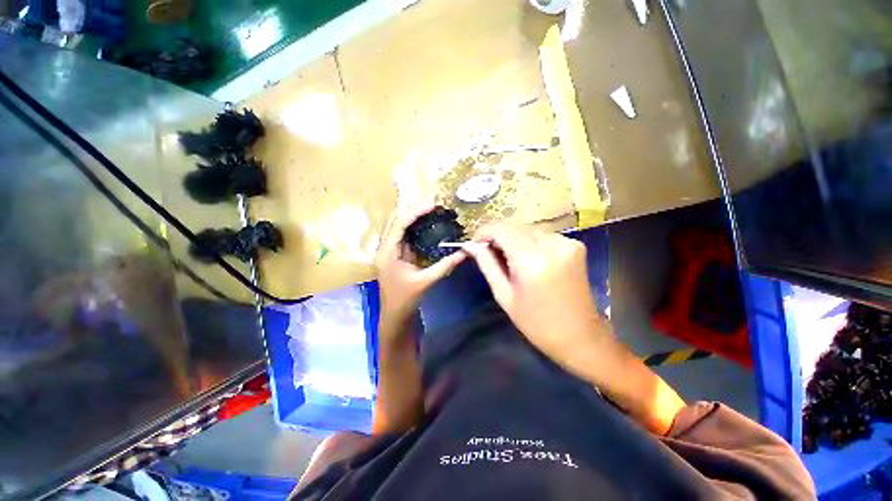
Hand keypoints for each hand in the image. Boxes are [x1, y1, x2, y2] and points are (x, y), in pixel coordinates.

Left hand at [375, 204, 465, 330]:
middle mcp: (385, 247)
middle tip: (435, 204)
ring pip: (400, 226)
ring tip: (433, 209)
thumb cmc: (405, 300)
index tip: (432, 204)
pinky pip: (405, 235)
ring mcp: (390, 250)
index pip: (399, 224)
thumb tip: (463, 252)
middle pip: (398, 221)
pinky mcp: (396, 254)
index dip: (415, 212)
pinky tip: (428, 224)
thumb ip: (444, 266)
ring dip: (415, 217)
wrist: (394, 315)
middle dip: (415, 210)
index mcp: (387, 252)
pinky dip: (416, 228)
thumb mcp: (425, 281)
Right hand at [466, 223, 685, 434]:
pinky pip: (542, 235)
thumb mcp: (505, 295)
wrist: (581, 336)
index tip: (474, 243)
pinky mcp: (575, 245)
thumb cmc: (537, 323)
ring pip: (527, 229)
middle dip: (497, 235)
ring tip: (507, 258)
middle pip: (514, 226)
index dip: (483, 232)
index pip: (500, 229)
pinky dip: (529, 241)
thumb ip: (487, 264)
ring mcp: (567, 242)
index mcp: (531, 260)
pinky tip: (527, 258)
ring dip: (512, 238)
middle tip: (488, 252)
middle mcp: (551, 244)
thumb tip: (470, 245)